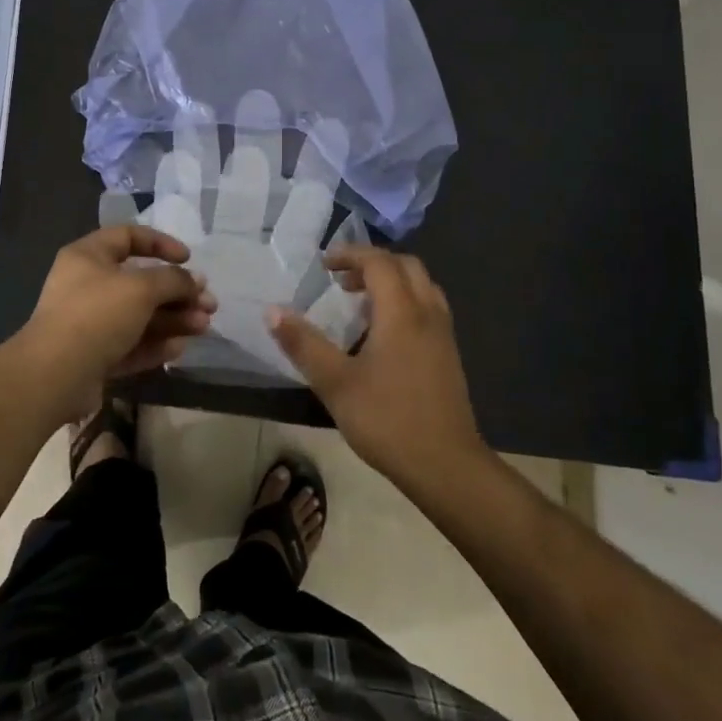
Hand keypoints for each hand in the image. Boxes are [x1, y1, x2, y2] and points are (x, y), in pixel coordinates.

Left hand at [14, 225, 216, 419]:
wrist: (54, 375)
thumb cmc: (97, 314)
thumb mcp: (141, 288)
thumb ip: (174, 280)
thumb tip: (195, 281)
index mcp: (88, 256)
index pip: (128, 237)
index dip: (161, 243)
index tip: (188, 258)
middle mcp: (87, 285)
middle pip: (140, 282)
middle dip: (178, 292)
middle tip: (208, 303)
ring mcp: (89, 323)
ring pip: (139, 316)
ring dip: (173, 319)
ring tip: (204, 327)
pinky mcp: (93, 355)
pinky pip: (130, 344)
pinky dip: (155, 344)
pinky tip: (180, 348)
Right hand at [266, 247, 485, 483]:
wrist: (446, 466)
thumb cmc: (387, 420)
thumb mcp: (335, 383)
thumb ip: (303, 344)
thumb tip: (272, 311)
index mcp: (401, 312)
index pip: (379, 262)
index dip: (350, 254)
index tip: (323, 265)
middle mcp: (427, 314)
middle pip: (406, 266)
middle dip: (372, 264)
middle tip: (341, 281)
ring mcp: (443, 335)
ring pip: (422, 286)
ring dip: (391, 282)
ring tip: (359, 304)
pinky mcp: (449, 355)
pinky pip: (428, 308)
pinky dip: (405, 302)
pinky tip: (383, 334)